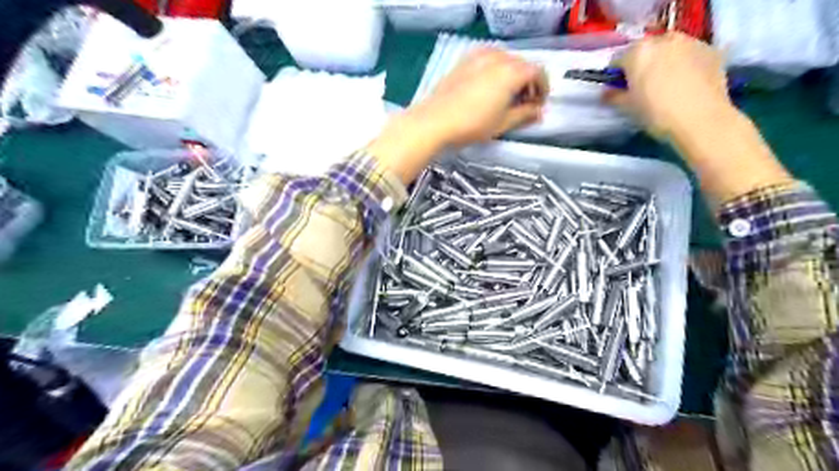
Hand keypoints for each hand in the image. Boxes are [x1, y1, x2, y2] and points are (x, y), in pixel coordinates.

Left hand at [371, 48, 547, 183]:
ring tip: (506, 96)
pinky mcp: (463, 61)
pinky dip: (495, 70)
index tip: (538, 105)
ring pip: (505, 60)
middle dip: (528, 82)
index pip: (538, 73)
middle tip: (524, 103)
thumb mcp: (502, 124)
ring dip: (512, 75)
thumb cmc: (471, 125)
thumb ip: (525, 115)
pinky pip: (488, 59)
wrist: (433, 121)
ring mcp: (478, 57)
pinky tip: (488, 88)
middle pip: (522, 64)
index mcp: (511, 72)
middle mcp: (497, 58)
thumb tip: (539, 112)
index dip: (543, 89)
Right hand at [604, 32, 735, 138]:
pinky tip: (687, 83)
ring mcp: (690, 42)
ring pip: (670, 49)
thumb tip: (607, 93)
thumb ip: (614, 96)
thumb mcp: (628, 107)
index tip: (619, 88)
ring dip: (665, 61)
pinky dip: (685, 64)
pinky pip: (690, 54)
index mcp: (638, 52)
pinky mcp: (711, 50)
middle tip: (643, 86)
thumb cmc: (656, 114)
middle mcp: (664, 40)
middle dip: (643, 64)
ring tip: (667, 84)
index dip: (617, 75)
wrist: (700, 120)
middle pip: (646, 50)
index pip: (619, 60)